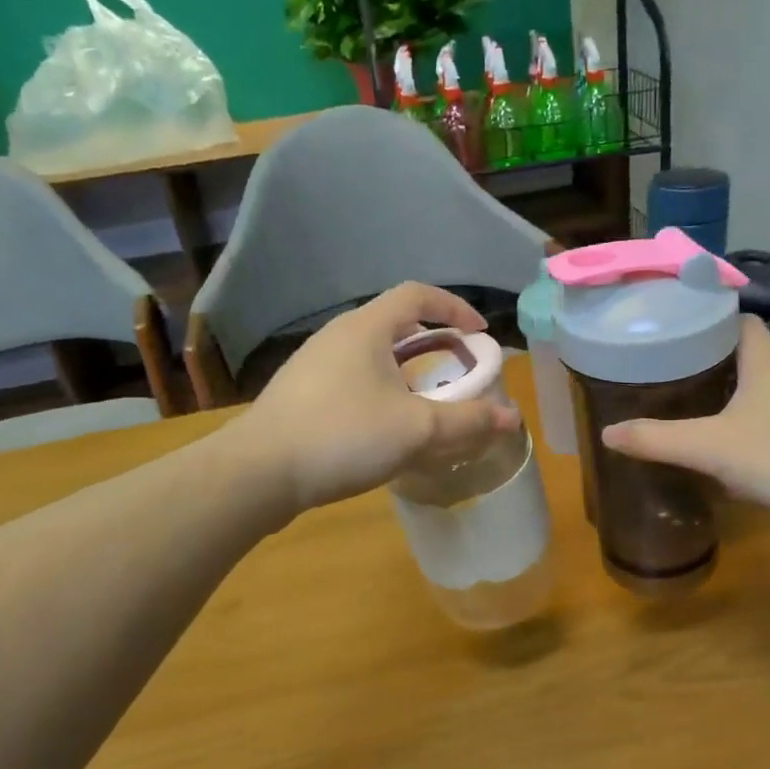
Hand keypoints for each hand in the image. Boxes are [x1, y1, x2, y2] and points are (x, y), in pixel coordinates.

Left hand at [242, 282, 519, 516]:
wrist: (257, 473)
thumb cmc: (342, 436)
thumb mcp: (416, 429)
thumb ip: (467, 421)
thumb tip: (512, 418)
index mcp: (365, 329)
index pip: (417, 294)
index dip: (454, 308)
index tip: (479, 335)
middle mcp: (337, 336)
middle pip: (394, 323)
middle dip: (432, 343)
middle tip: (456, 370)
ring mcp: (312, 364)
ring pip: (371, 354)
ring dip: (405, 370)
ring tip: (425, 402)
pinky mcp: (299, 394)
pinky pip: (352, 378)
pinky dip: (380, 389)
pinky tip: (384, 428)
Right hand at [601, 316, 769, 544]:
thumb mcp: (711, 448)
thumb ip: (657, 439)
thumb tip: (608, 432)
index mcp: (765, 361)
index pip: (738, 318)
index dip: (707, 317)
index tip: (670, 327)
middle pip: (743, 354)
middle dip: (705, 359)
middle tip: (662, 369)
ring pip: (756, 391)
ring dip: (724, 395)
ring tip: (681, 404)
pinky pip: (768, 424)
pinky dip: (743, 428)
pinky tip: (719, 450)